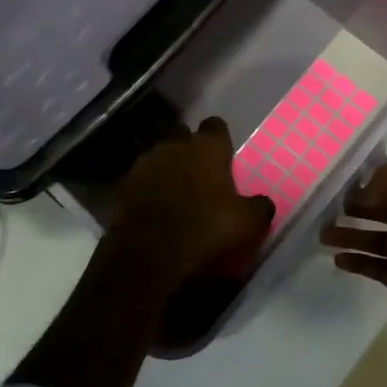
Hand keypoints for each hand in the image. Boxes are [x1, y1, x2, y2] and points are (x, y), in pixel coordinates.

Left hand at [107, 117, 274, 292]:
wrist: (148, 260)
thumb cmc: (206, 231)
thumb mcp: (248, 223)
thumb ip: (259, 206)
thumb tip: (264, 202)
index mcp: (206, 148)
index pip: (215, 126)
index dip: (220, 140)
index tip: (225, 156)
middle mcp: (173, 146)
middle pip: (183, 136)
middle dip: (190, 149)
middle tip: (201, 172)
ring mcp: (143, 165)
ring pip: (159, 157)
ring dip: (167, 168)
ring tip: (177, 191)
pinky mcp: (122, 188)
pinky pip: (140, 181)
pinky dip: (148, 189)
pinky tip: (155, 208)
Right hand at [322, 163, 386, 366]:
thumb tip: (366, 189)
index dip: (376, 177)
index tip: (348, 180)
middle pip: (386, 209)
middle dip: (358, 206)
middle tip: (330, 208)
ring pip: (377, 236)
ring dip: (351, 233)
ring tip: (323, 235)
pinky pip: (375, 263)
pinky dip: (357, 258)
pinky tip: (337, 259)